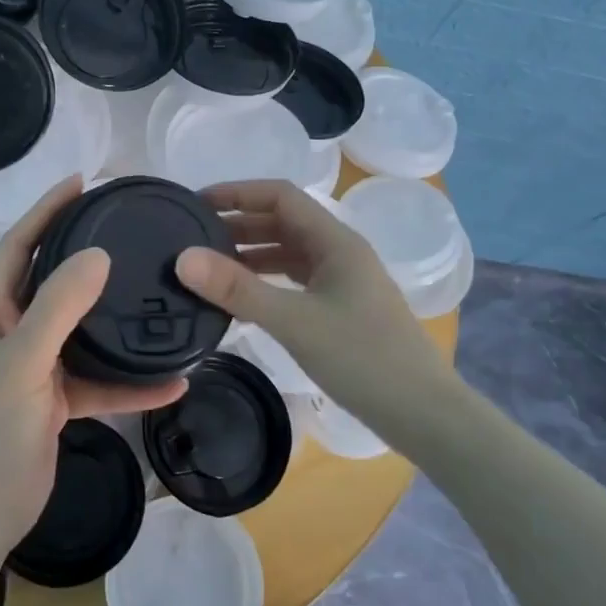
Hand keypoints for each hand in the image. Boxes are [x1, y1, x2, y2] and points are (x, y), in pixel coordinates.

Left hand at [0, 177, 186, 553]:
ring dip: (114, 320)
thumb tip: (97, 255)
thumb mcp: (26, 361)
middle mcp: (13, 331)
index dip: (45, 211)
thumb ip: (59, 307)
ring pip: (81, 330)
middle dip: (83, 254)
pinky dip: (130, 382)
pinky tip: (171, 384)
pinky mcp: (57, 399)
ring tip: (153, 294)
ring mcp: (36, 366)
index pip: (17, 246)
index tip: (81, 183)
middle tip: (123, 227)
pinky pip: (98, 380)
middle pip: (52, 281)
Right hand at [174, 179, 452, 425]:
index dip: (238, 192)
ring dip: (250, 252)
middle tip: (193, 235)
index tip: (196, 203)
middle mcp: (340, 251)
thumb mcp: (294, 321)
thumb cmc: (362, 358)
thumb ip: (237, 289)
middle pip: (283, 221)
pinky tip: (242, 297)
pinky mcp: (341, 308)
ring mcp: (343, 281)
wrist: (422, 413)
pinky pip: (295, 279)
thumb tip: (183, 258)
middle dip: (239, 223)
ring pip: (289, 252)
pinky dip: (266, 280)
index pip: (280, 196)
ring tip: (208, 265)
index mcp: (335, 241)